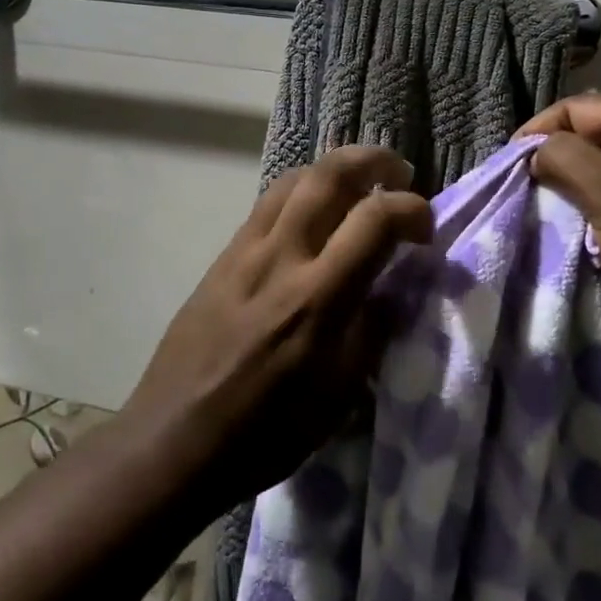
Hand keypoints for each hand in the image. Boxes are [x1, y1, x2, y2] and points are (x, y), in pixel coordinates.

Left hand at [124, 146, 433, 507]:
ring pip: (294, 179)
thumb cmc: (264, 432)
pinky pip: (267, 203)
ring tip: (359, 183)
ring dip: (335, 168)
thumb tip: (397, 288)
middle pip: (329, 175)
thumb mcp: (337, 398)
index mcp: (317, 299)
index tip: (426, 228)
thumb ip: (372, 332)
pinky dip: (301, 191)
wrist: (173, 439)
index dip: (412, 210)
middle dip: (373, 161)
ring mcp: (245, 250)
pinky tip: (312, 212)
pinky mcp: (222, 256)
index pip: (375, 220)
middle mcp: (281, 257)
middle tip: (399, 174)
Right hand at [518, 96, 600, 376]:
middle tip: (524, 195)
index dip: (538, 132)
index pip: (577, 108)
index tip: (509, 168)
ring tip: (545, 218)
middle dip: (555, 165)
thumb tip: (537, 151)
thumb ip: (565, 160)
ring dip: (573, 196)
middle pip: (590, 139)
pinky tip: (579, 238)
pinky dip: (596, 218)